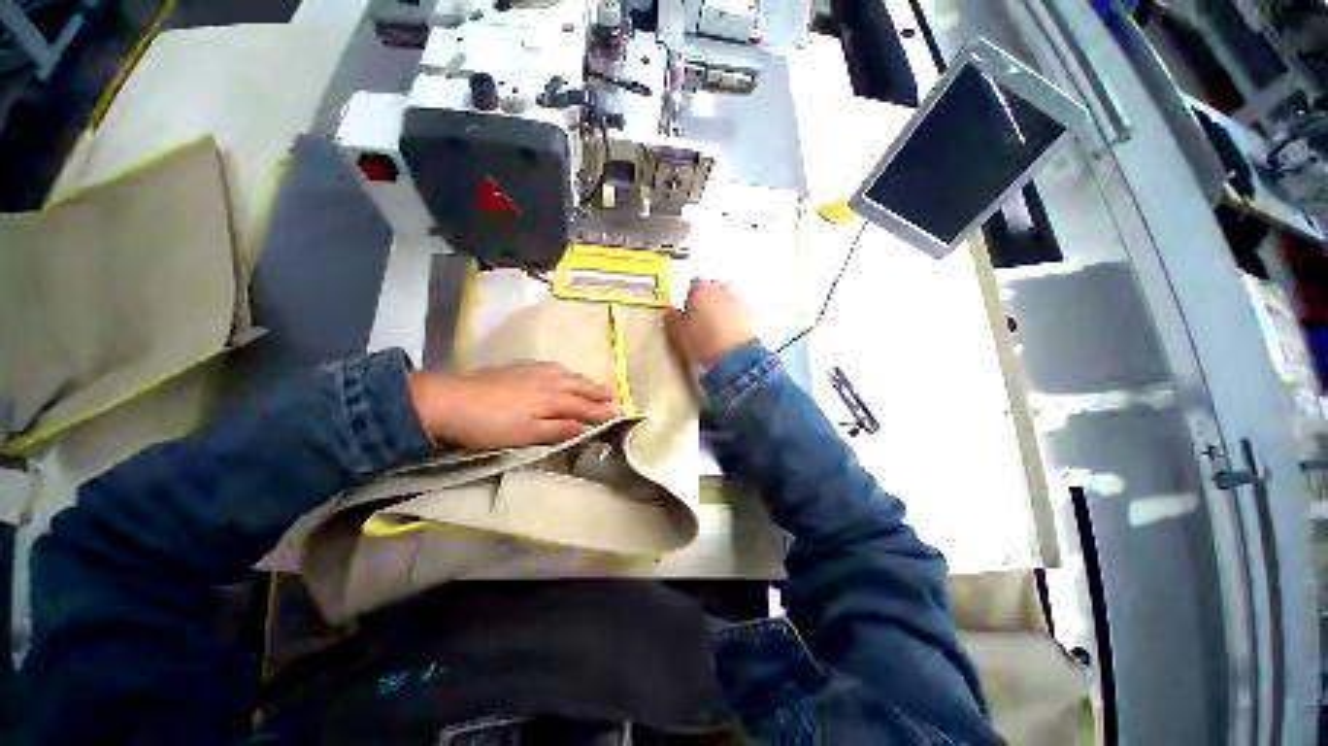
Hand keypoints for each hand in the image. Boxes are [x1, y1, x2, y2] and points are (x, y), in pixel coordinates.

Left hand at [408, 363, 619, 448]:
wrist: (447, 399)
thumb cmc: (488, 424)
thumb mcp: (524, 434)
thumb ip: (557, 429)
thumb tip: (586, 427)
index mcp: (552, 400)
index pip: (585, 407)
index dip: (602, 412)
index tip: (619, 414)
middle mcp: (549, 382)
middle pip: (580, 387)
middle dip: (599, 393)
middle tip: (616, 397)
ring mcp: (534, 372)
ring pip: (568, 375)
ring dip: (586, 381)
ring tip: (596, 385)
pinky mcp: (520, 368)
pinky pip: (553, 367)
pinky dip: (567, 372)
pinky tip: (564, 372)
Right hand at [666, 279, 757, 367]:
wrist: (736, 359)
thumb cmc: (703, 343)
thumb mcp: (679, 334)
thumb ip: (672, 318)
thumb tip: (670, 312)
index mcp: (703, 289)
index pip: (693, 285)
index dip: (689, 299)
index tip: (686, 313)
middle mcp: (724, 289)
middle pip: (713, 290)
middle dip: (707, 302)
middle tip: (700, 322)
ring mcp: (741, 301)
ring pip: (728, 301)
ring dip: (722, 310)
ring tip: (716, 331)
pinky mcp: (753, 316)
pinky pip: (740, 313)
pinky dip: (734, 320)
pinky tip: (729, 336)